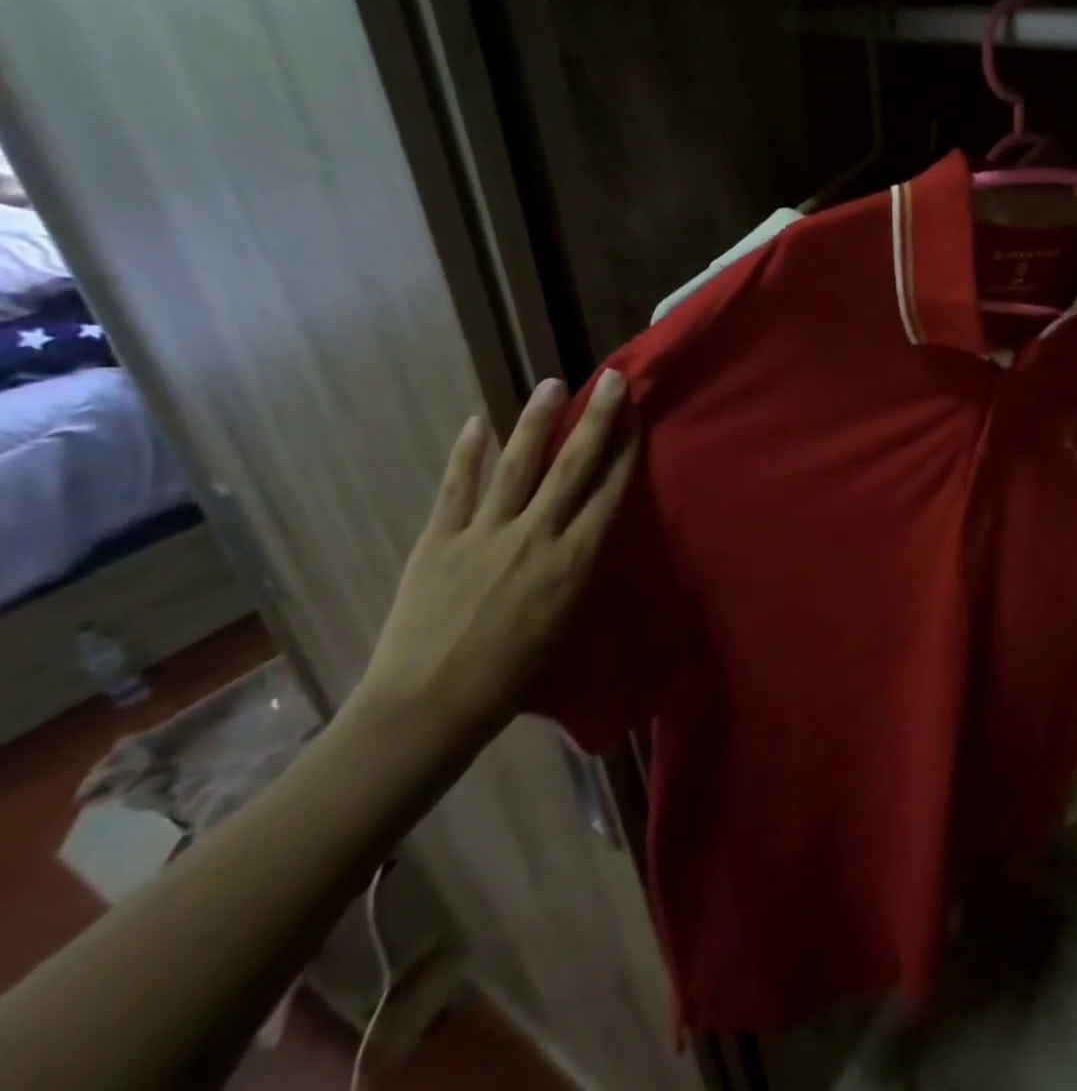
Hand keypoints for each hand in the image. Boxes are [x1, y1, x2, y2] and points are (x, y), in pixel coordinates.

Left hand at [349, 371, 638, 747]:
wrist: (427, 710)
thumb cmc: (510, 681)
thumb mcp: (563, 623)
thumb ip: (571, 572)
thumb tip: (578, 536)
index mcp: (572, 563)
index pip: (608, 493)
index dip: (626, 450)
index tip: (637, 416)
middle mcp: (535, 538)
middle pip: (572, 468)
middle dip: (596, 420)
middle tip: (611, 380)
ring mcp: (483, 535)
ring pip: (517, 466)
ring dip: (536, 422)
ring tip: (551, 385)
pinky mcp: (437, 541)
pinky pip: (456, 489)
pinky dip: (466, 455)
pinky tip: (476, 423)